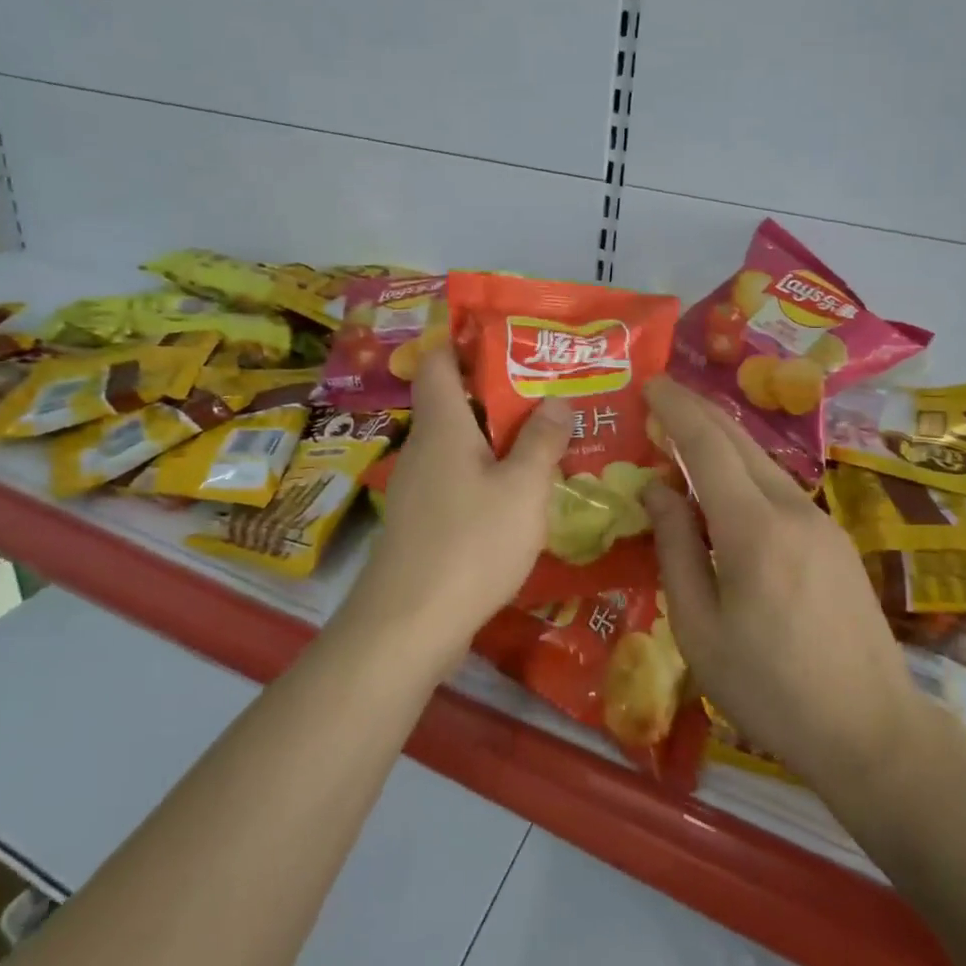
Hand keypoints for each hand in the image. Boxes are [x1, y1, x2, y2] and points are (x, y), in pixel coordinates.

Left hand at [344, 348, 570, 663]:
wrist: (408, 625)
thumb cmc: (470, 542)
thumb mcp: (523, 488)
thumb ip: (543, 441)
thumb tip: (557, 400)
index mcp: (442, 424)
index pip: (438, 360)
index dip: (464, 341)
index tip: (507, 340)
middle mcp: (424, 447)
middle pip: (454, 402)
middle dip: (499, 393)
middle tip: (549, 393)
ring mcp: (418, 486)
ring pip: (460, 444)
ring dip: (497, 438)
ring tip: (547, 440)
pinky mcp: (422, 521)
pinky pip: (458, 480)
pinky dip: (487, 475)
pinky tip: (520, 496)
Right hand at [642, 377, 919, 789]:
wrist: (874, 733)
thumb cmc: (770, 690)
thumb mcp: (700, 630)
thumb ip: (675, 550)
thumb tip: (656, 491)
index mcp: (753, 530)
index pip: (707, 446)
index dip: (676, 409)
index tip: (650, 383)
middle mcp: (792, 510)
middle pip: (739, 441)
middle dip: (698, 411)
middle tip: (661, 396)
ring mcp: (821, 522)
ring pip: (761, 462)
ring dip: (720, 442)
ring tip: (683, 440)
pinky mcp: (835, 541)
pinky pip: (778, 488)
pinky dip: (743, 472)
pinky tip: (725, 492)